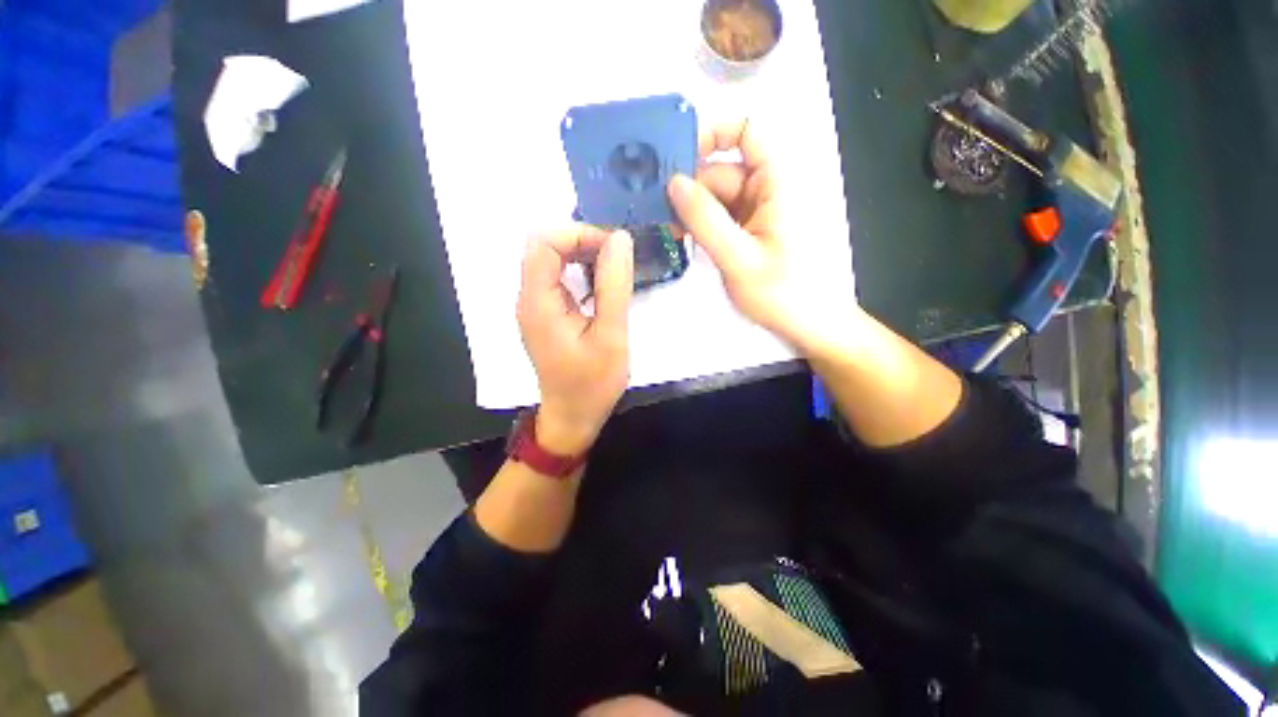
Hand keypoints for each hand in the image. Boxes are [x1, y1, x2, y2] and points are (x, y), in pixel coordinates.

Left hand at [517, 225, 633, 455]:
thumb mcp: (611, 335)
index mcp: (538, 302)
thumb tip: (620, 239)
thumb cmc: (593, 383)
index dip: (578, 233)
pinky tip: (602, 284)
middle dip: (582, 241)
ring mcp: (535, 307)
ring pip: (551, 260)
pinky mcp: (545, 314)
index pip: (544, 242)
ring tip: (615, 266)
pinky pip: (557, 278)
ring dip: (582, 254)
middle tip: (618, 255)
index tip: (613, 246)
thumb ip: (614, 286)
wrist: (573, 416)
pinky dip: (580, 271)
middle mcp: (529, 299)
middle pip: (545, 247)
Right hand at [668, 120, 825, 347]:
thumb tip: (673, 182)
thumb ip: (706, 220)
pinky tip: (682, 237)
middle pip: (720, 169)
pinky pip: (719, 216)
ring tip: (667, 229)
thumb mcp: (739, 258)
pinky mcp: (748, 230)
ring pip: (715, 196)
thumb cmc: (783, 293)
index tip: (675, 159)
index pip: (746, 130)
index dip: (711, 133)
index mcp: (777, 181)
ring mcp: (757, 210)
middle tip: (656, 210)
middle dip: (689, 187)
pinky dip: (700, 224)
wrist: (808, 325)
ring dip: (690, 210)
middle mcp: (766, 188)